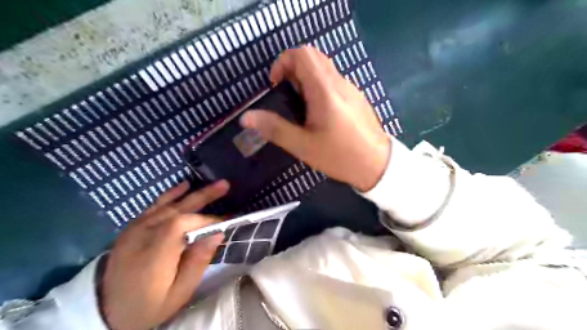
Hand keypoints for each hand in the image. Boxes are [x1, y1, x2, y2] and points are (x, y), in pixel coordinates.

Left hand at [101, 180, 228, 329]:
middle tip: (225, 186)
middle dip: (204, 197)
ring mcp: (135, 229)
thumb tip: (217, 234)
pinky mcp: (133, 227)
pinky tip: (185, 185)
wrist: (105, 310)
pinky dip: (171, 194)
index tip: (225, 222)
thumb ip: (198, 262)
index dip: (205, 220)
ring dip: (194, 194)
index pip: (182, 225)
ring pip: (169, 206)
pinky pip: (154, 206)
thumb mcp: (178, 293)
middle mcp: (143, 236)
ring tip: (216, 185)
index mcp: (154, 256)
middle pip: (177, 210)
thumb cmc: (148, 305)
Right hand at [240, 45, 390, 191]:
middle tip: (287, 96)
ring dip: (306, 79)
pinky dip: (319, 87)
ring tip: (301, 108)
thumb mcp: (303, 146)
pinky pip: (334, 81)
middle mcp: (340, 83)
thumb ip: (274, 129)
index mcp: (325, 91)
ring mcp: (351, 89)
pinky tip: (320, 114)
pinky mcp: (357, 98)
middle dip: (293, 70)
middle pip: (313, 57)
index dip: (283, 62)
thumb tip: (246, 117)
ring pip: (324, 69)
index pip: (302, 54)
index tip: (276, 85)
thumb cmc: (340, 156)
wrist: (377, 165)